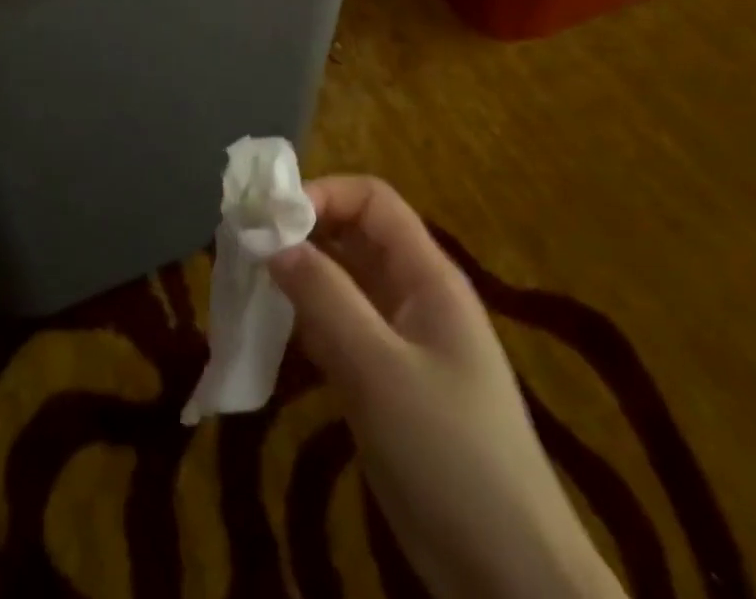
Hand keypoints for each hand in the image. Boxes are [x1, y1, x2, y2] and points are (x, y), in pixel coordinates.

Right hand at [268, 177, 624, 598]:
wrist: (508, 577)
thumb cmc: (449, 453)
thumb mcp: (380, 369)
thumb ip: (325, 297)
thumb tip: (272, 241)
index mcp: (427, 276)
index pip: (372, 201)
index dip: (323, 195)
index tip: (271, 219)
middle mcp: (413, 296)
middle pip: (353, 237)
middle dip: (301, 235)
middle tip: (247, 250)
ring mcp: (399, 341)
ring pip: (341, 284)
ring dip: (298, 279)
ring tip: (247, 287)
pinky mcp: (385, 382)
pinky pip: (339, 330)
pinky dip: (305, 323)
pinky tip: (272, 334)